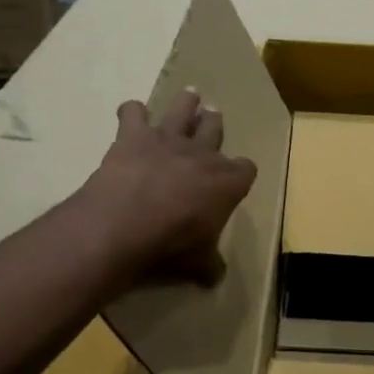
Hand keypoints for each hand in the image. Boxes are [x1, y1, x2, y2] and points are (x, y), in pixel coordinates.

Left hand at [85, 91, 257, 287]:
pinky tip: (131, 116)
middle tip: (213, 118)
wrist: (127, 224)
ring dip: (186, 104)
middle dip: (215, 124)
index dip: (240, 174)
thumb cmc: (172, 244)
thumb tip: (215, 277)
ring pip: (184, 109)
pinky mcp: (135, 136)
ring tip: (190, 97)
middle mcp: (203, 154)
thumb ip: (209, 264)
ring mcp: (168, 139)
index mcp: (227, 182)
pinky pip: (133, 112)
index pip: (246, 169)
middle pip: (215, 128)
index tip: (235, 181)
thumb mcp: (198, 262)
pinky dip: (132, 113)